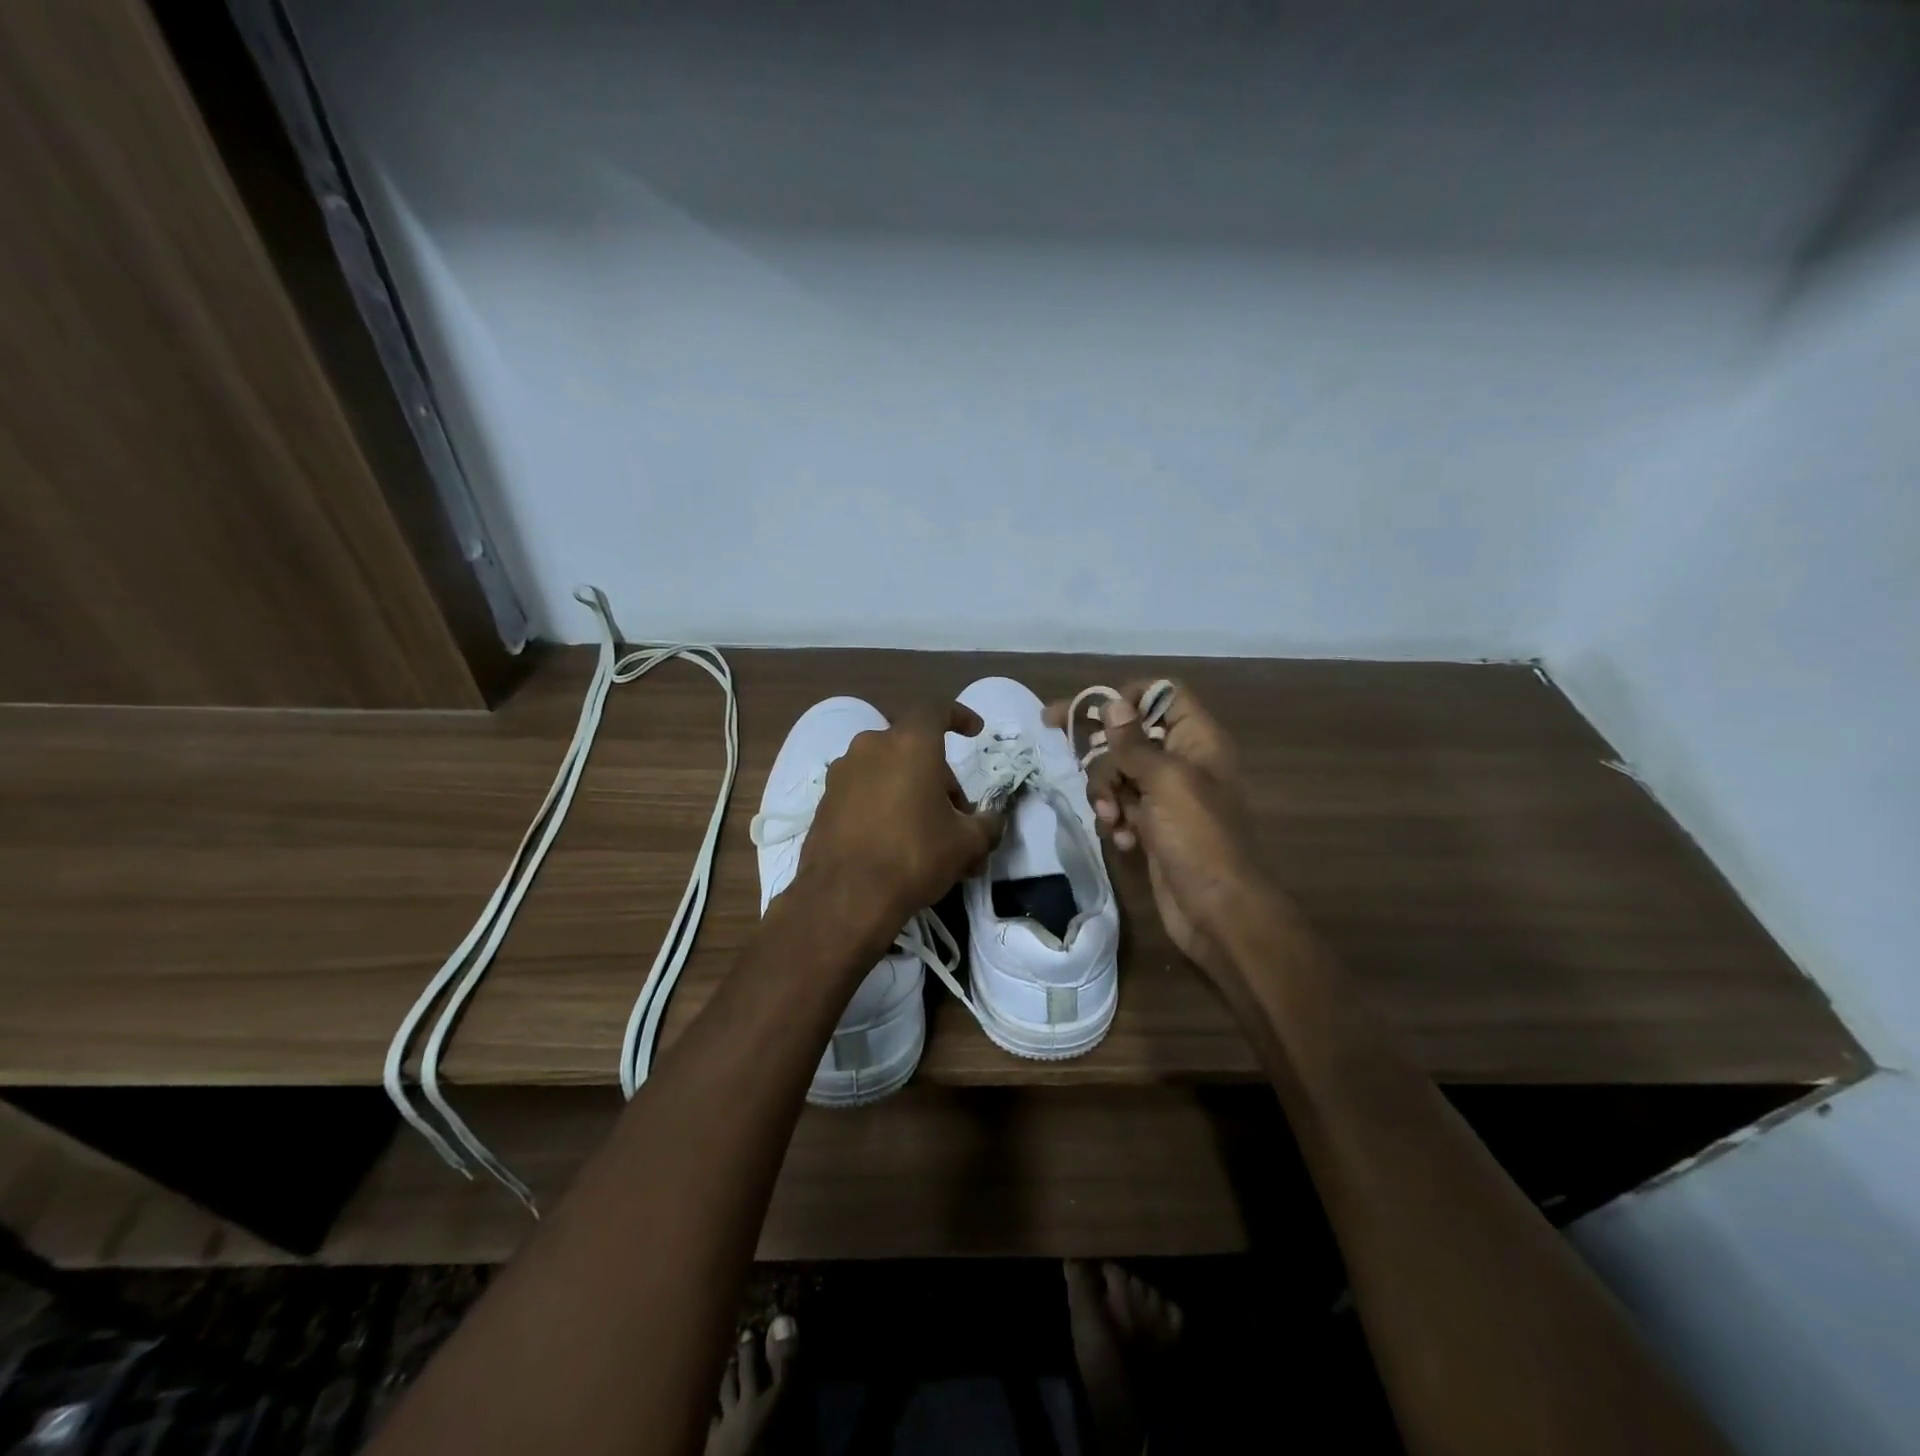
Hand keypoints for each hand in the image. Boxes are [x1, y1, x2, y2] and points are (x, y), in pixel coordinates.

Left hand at [798, 703, 1003, 925]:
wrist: (844, 898)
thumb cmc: (913, 856)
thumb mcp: (966, 844)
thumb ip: (987, 825)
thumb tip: (994, 821)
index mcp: (909, 743)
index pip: (937, 710)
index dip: (959, 716)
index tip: (975, 732)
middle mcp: (871, 746)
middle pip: (913, 747)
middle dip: (939, 775)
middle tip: (957, 814)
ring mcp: (842, 772)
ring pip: (887, 769)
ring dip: (910, 789)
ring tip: (927, 832)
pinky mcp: (824, 800)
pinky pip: (864, 790)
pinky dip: (883, 803)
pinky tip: (894, 841)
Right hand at [1046, 682, 1264, 982]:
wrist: (1218, 911)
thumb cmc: (1198, 838)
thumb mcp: (1166, 782)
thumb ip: (1134, 743)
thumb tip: (1112, 704)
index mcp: (1196, 740)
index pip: (1162, 695)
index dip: (1129, 696)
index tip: (1095, 711)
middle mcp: (1181, 761)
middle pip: (1129, 733)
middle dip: (1102, 751)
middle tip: (1060, 742)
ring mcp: (1165, 796)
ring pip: (1118, 772)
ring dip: (1105, 791)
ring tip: (1112, 818)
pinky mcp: (1151, 826)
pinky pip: (1120, 806)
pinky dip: (1115, 818)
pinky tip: (1120, 838)